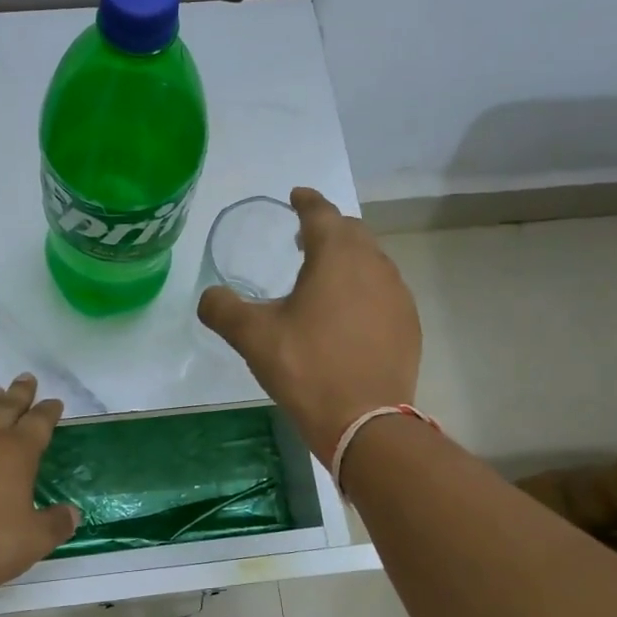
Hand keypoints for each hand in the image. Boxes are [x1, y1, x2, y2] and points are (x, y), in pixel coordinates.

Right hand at [197, 187, 421, 459]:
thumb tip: (208, 296)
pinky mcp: (408, 324)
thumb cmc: (307, 368)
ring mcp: (397, 295)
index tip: (296, 196)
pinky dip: (364, 288)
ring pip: (371, 261)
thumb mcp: (253, 337)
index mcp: (337, 256)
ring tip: (324, 276)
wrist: (366, 420)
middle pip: (351, 232)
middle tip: (303, 238)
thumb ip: (223, 309)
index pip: (322, 213)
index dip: (306, 201)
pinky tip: (348, 314)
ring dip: (347, 259)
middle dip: (327, 228)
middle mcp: (374, 265)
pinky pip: (384, 291)